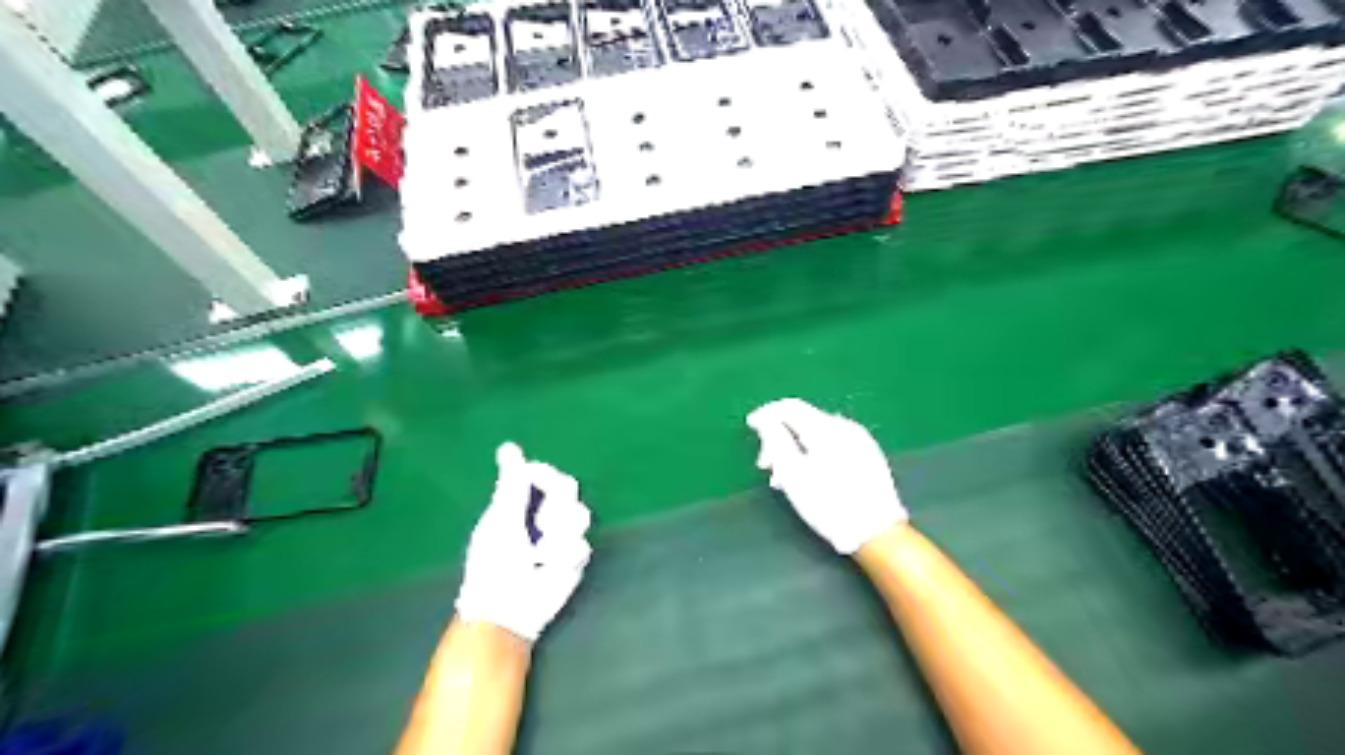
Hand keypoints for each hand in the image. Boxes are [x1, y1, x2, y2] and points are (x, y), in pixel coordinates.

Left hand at [455, 443, 590, 643]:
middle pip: (568, 488)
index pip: (544, 473)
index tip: (535, 483)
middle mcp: (543, 514)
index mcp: (520, 502)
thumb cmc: (494, 563)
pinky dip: (562, 557)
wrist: (508, 608)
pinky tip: (547, 568)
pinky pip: (581, 544)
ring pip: (580, 514)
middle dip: (555, 507)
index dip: (545, 475)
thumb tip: (509, 446)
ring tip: (539, 554)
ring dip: (558, 535)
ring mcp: (560, 535)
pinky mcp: (574, 557)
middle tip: (540, 524)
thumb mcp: (502, 519)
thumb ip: (512, 484)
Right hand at [745, 401, 902, 555]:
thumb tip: (766, 420)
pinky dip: (814, 453)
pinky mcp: (868, 455)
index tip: (750, 426)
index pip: (790, 407)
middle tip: (766, 465)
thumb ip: (775, 441)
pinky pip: (833, 444)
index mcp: (825, 428)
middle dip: (780, 437)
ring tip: (785, 478)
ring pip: (817, 434)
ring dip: (796, 448)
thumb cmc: (828, 504)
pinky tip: (809, 476)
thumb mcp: (792, 474)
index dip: (767, 414)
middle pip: (804, 420)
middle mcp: (845, 426)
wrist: (876, 532)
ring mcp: (860, 440)